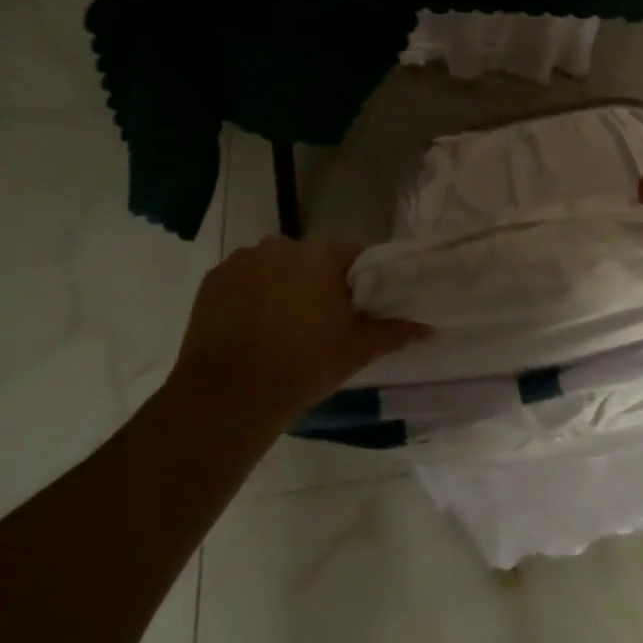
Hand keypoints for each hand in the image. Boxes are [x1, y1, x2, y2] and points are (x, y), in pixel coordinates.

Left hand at [169, 237, 429, 423]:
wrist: (227, 396)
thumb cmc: (302, 366)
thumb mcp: (357, 350)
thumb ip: (394, 331)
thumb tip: (429, 326)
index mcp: (321, 255)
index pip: (354, 257)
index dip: (360, 282)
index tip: (359, 310)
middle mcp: (281, 246)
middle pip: (312, 261)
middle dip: (319, 285)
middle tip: (323, 325)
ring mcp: (242, 261)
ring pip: (276, 269)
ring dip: (283, 288)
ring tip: (283, 330)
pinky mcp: (212, 280)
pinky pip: (243, 281)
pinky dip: (251, 298)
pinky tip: (253, 331)